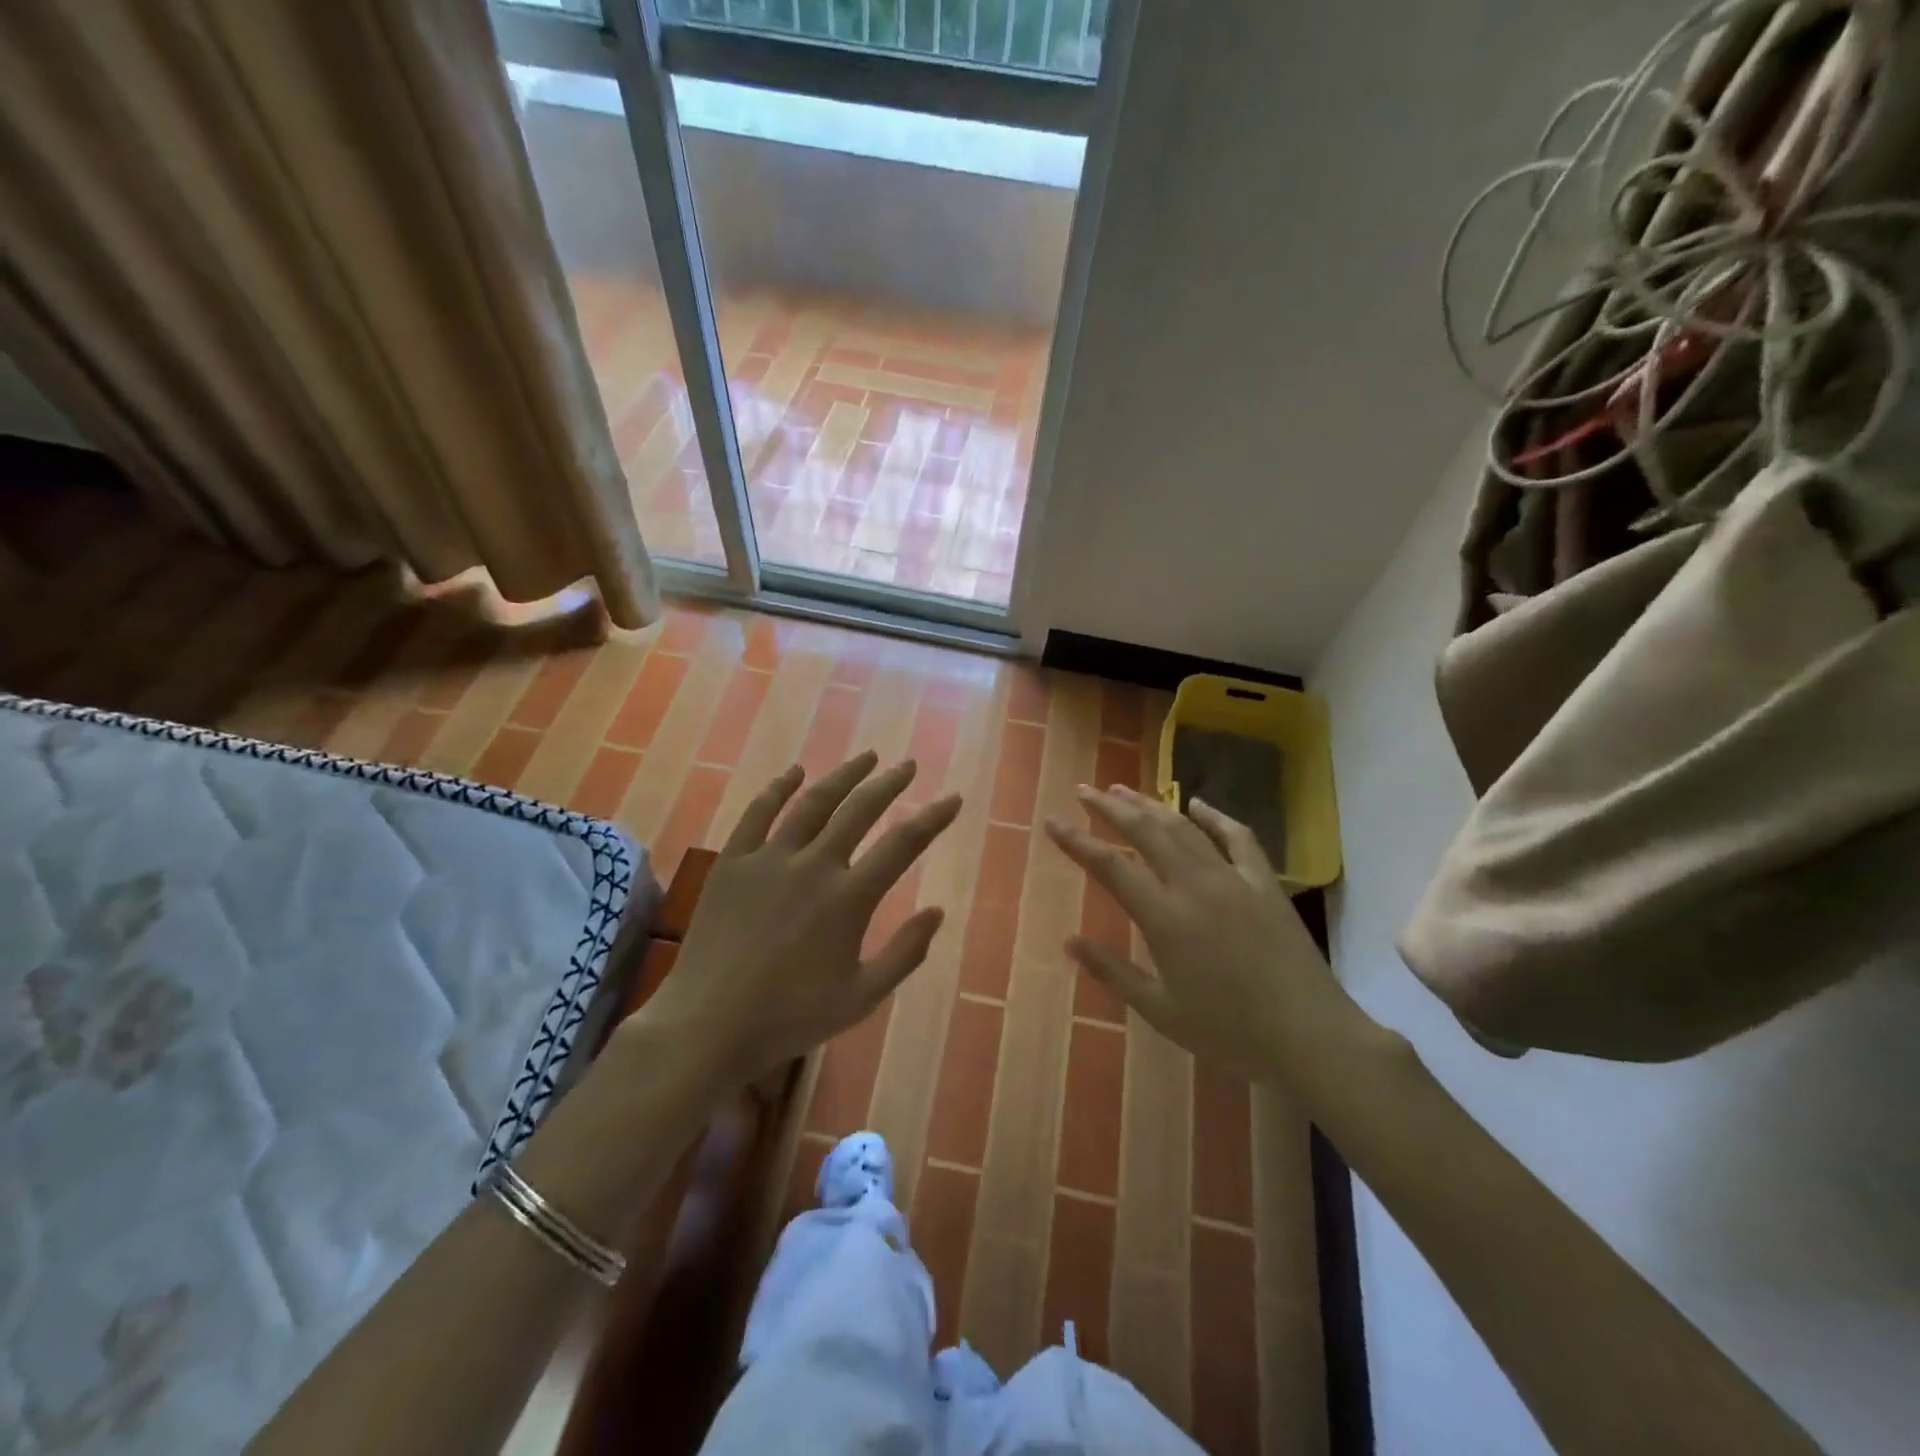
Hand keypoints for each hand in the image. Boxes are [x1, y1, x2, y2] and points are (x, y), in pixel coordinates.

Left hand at [640, 751, 961, 1083]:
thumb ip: (905, 953)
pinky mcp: (732, 862)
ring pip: (813, 803)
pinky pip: (758, 813)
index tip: (953, 798)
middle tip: (907, 766)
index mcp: (849, 898)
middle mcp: (813, 865)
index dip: (933, 817)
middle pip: (860, 810)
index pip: (903, 844)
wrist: (708, 1026)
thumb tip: (937, 912)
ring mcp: (769, 859)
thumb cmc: (790, 1018)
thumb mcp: (862, 998)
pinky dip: (778, 788)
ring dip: (843, 776)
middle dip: (889, 784)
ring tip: (866, 757)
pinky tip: (794, 773)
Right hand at [1046, 786, 1372, 1087]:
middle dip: (1109, 808)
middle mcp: (1194, 885)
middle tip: (1084, 790)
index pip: (1110, 866)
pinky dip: (1214, 816)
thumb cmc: (1230, 1031)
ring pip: (1183, 827)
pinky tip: (1197, 803)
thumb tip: (1069, 941)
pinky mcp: (1264, 882)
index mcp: (1165, 918)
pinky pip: (1237, 836)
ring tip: (1124, 790)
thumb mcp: (1161, 1011)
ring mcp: (1233, 878)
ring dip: (1150, 804)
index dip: (1077, 841)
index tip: (1052, 821)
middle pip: (1144, 832)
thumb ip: (1113, 972)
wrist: (1310, 1035)